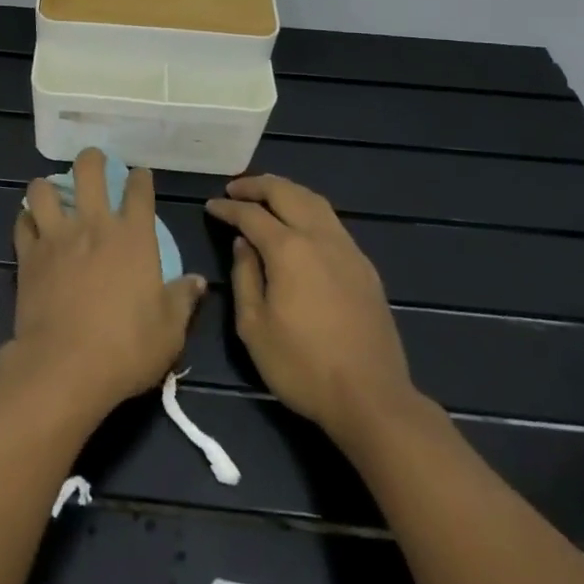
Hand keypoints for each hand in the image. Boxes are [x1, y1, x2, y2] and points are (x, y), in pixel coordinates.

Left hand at [4, 148, 205, 420]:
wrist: (64, 366)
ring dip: (48, 186)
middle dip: (92, 160)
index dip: (140, 178)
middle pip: (88, 171)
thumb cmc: (126, 349)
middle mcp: (94, 226)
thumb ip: (182, 301)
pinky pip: (22, 223)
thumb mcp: (169, 331)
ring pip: (44, 189)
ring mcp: (56, 237)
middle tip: (93, 162)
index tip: (140, 176)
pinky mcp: (28, 255)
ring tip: (52, 192)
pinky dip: (26, 220)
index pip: (138, 190)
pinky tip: (31, 226)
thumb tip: (197, 282)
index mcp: (133, 237)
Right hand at [206, 174, 419, 435]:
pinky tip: (299, 224)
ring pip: (314, 201)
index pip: (251, 214)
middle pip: (286, 193)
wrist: (371, 398)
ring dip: (286, 191)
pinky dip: (308, 209)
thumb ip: (245, 276)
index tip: (211, 205)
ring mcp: (347, 250)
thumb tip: (243, 244)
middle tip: (235, 189)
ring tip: (266, 195)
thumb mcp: (254, 326)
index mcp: (289, 249)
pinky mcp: (364, 267)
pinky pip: (331, 221)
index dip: (227, 208)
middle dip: (257, 185)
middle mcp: (319, 238)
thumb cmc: (302, 365)